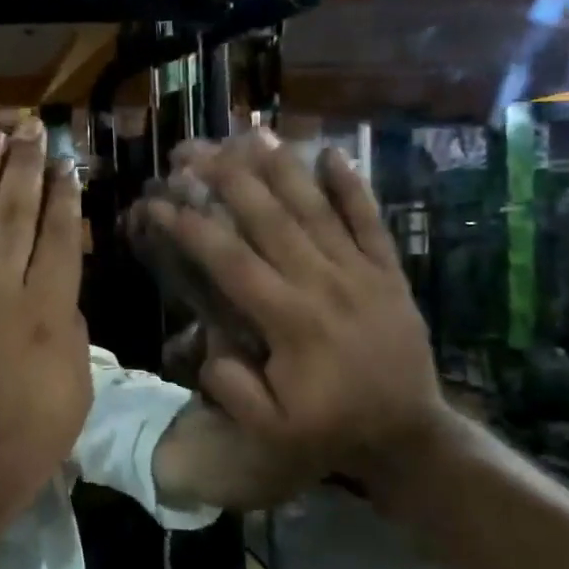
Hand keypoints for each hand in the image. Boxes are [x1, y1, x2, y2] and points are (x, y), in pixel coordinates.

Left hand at [0, 119, 91, 525]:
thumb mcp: (74, 394)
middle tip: (30, 130)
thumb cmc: (23, 446)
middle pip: (13, 217)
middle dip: (24, 169)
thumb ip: (71, 334)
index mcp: (46, 316)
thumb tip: (61, 295)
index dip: (63, 198)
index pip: (57, 239)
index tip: (66, 165)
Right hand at [135, 132, 445, 483]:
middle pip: (269, 218)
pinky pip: (370, 221)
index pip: (230, 260)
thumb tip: (209, 344)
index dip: (190, 227)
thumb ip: (233, 388)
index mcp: (289, 320)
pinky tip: (332, 153)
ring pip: (316, 209)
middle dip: (226, 179)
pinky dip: (353, 186)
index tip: (158, 202)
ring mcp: (360, 272)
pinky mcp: (388, 272)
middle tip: (193, 151)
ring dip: (282, 168)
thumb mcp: (272, 431)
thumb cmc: (333, 431)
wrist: (410, 434)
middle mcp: (323, 283)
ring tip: (250, 135)